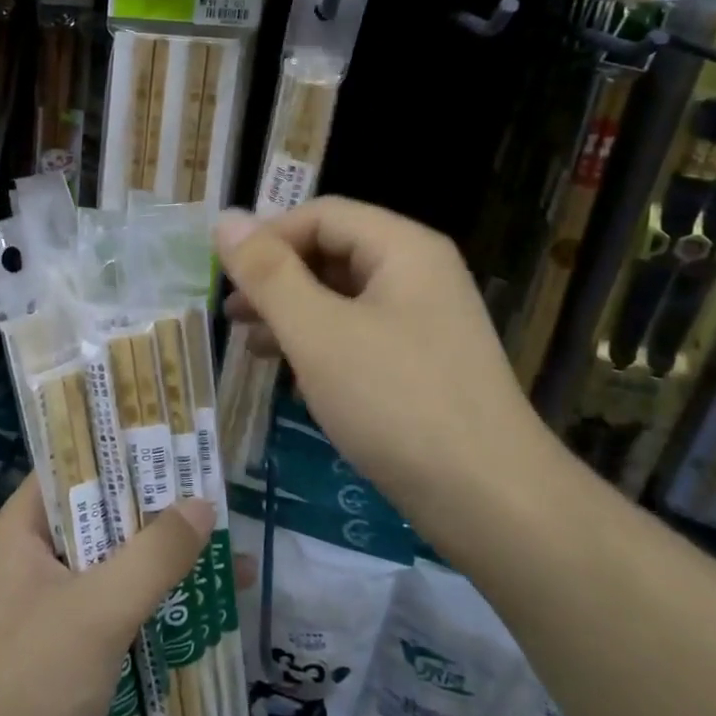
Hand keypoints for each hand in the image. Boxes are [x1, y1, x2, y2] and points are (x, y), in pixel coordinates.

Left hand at [0, 474, 213, 715]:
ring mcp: (53, 607)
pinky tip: (208, 613)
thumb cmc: (27, 686)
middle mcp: (36, 558)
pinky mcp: (70, 651)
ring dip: (167, 564)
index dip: (126, 450)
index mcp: (24, 530)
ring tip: (233, 557)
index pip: (76, 466)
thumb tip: (203, 503)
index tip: (180, 443)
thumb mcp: (96, 611)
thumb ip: (153, 555)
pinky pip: (119, 611)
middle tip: (222, 498)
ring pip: (118, 567)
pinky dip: (158, 607)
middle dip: (161, 513)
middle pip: (105, 517)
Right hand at [216, 197, 546, 511]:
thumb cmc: (396, 401)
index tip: (225, 276)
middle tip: (231, 313)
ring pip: (343, 297)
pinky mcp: (422, 364)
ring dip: (292, 314)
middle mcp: (419, 273)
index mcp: (403, 248)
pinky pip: (360, 335)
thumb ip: (268, 274)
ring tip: (250, 346)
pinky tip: (292, 376)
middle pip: (333, 252)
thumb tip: (225, 220)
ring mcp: (425, 321)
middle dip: (276, 279)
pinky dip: (320, 345)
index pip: (322, 214)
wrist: (490, 500)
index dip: (268, 237)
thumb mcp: (318, 332)